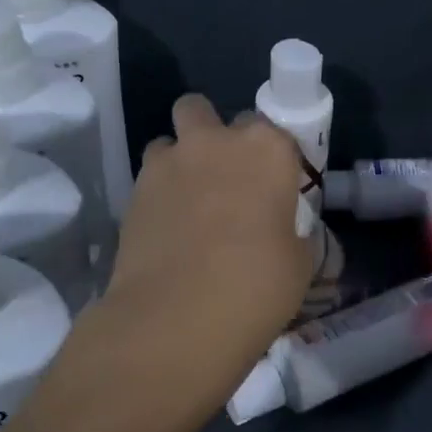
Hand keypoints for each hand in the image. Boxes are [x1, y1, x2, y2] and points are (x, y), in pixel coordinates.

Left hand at [77, 94, 308, 425]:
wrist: (177, 318)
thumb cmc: (256, 287)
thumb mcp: (300, 263)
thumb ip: (295, 234)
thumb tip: (288, 234)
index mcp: (267, 149)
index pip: (275, 132)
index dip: (274, 159)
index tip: (276, 188)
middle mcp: (216, 141)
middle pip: (208, 113)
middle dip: (217, 136)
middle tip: (228, 181)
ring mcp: (168, 162)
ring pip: (170, 139)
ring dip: (181, 158)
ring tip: (190, 201)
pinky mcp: (132, 190)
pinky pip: (150, 176)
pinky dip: (160, 191)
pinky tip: (169, 228)